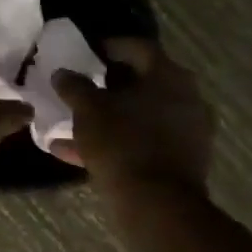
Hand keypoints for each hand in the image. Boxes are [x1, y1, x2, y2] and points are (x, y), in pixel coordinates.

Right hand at [52, 37, 213, 192]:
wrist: (157, 205)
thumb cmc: (122, 143)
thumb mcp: (88, 110)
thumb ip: (74, 86)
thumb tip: (63, 73)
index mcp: (168, 76)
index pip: (137, 47)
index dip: (109, 46)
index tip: (86, 53)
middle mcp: (186, 98)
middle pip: (142, 82)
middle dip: (108, 85)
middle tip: (82, 87)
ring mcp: (188, 131)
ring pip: (140, 115)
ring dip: (109, 117)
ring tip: (74, 125)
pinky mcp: (183, 160)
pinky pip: (144, 141)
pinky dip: (118, 142)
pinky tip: (80, 154)